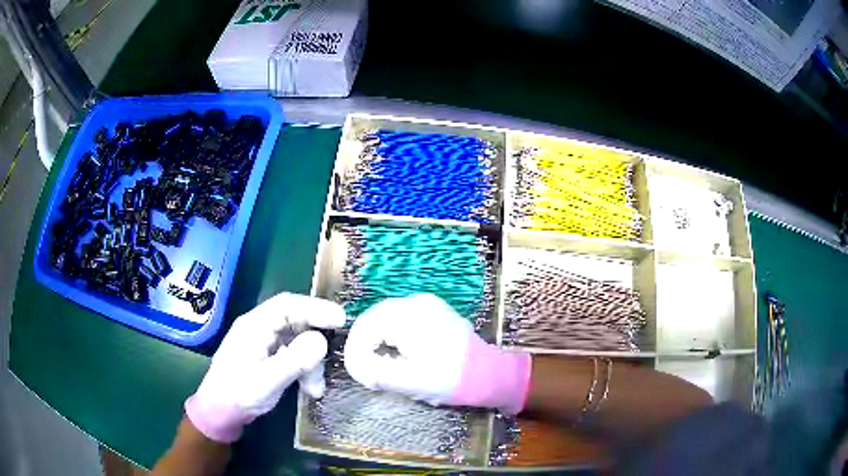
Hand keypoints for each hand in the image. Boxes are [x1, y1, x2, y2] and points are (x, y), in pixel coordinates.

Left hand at [185, 292, 345, 442]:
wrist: (220, 411)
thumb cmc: (238, 394)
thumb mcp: (266, 381)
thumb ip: (294, 360)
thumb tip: (322, 340)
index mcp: (255, 325)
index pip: (288, 305)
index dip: (315, 308)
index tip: (340, 319)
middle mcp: (261, 328)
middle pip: (296, 321)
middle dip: (316, 339)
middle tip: (336, 352)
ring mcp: (266, 343)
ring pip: (299, 341)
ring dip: (312, 362)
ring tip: (316, 388)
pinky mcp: (270, 357)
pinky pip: (295, 355)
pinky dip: (306, 369)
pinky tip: (310, 389)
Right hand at [343, 294, 530, 414]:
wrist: (489, 373)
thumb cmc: (450, 378)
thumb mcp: (410, 382)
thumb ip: (377, 373)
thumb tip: (359, 368)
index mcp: (408, 315)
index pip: (365, 326)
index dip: (356, 350)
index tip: (361, 374)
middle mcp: (416, 302)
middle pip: (374, 318)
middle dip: (365, 344)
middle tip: (366, 370)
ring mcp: (427, 304)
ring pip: (387, 318)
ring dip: (378, 340)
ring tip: (379, 364)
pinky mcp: (435, 311)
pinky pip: (402, 318)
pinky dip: (393, 335)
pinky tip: (397, 354)